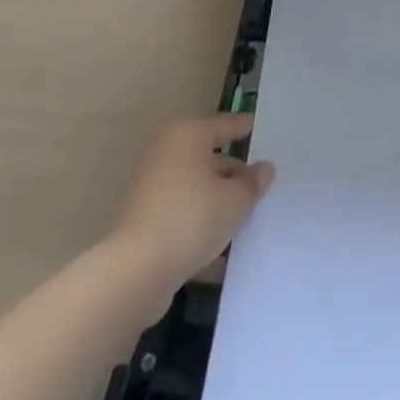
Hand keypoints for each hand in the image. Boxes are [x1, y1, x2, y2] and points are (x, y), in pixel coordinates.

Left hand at [110, 112, 274, 292]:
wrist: (134, 274)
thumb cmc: (191, 219)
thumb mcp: (236, 200)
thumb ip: (253, 183)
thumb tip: (263, 170)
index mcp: (188, 134)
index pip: (226, 125)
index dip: (247, 129)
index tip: (265, 132)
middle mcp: (166, 152)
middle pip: (210, 158)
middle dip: (234, 175)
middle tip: (260, 187)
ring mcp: (150, 187)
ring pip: (196, 190)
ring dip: (218, 203)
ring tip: (246, 221)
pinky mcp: (142, 221)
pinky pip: (181, 216)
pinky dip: (199, 227)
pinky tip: (221, 253)